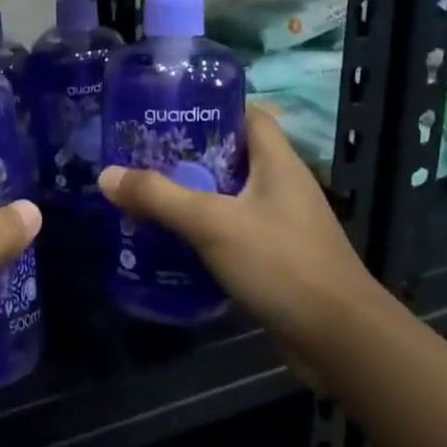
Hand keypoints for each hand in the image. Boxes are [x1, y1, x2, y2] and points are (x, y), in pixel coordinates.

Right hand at [97, 106, 390, 380]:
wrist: (338, 338)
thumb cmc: (281, 263)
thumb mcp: (212, 223)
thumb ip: (159, 197)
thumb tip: (107, 175)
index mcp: (278, 163)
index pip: (248, 115)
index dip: (211, 108)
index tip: (168, 113)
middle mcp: (282, 187)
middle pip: (231, 157)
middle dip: (188, 156)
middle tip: (142, 158)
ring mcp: (281, 225)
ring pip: (229, 198)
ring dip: (192, 198)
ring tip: (146, 198)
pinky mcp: (276, 259)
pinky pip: (232, 233)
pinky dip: (203, 233)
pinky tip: (170, 243)